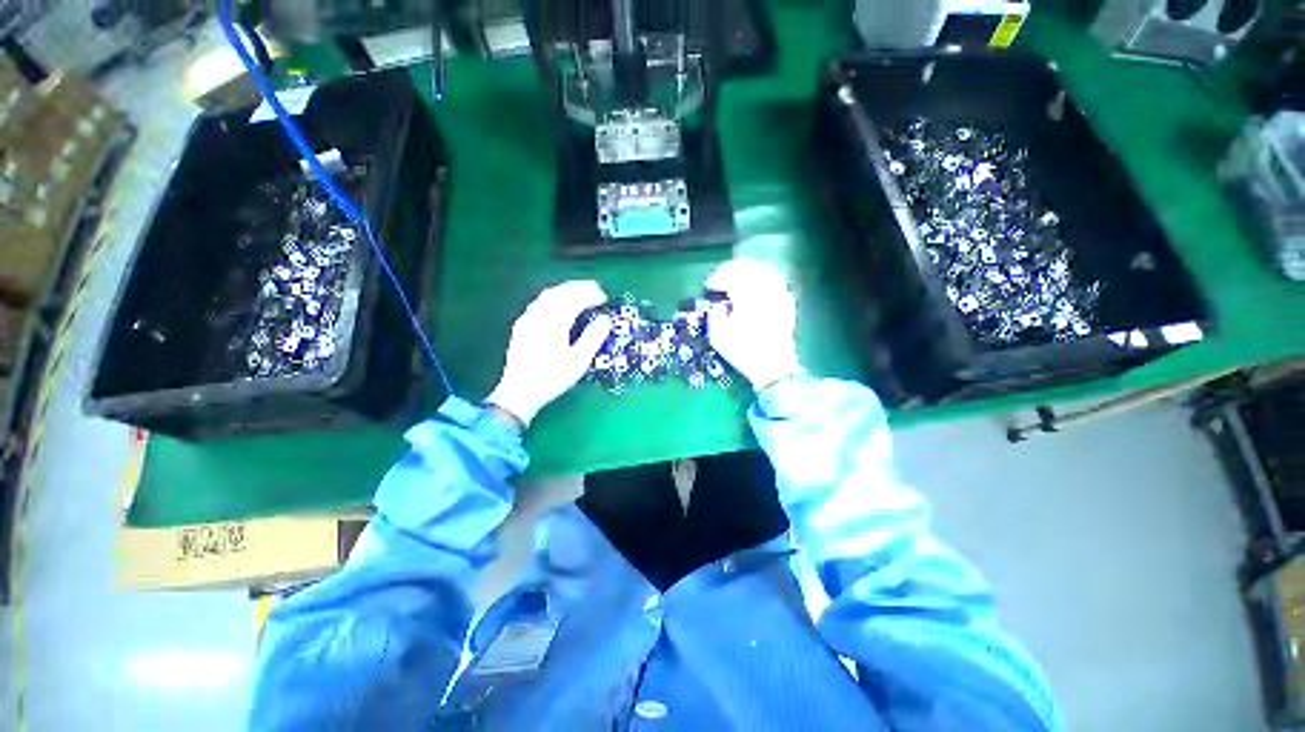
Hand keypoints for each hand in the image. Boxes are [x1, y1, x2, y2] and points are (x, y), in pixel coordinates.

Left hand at [486, 281, 612, 426]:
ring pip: (547, 296)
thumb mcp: (579, 361)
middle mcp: (539, 315)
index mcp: (554, 322)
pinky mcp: (521, 326)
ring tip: (580, 293)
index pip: (574, 299)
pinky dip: (553, 298)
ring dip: (565, 290)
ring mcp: (527, 319)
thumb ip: (593, 337)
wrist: (519, 392)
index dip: (590, 294)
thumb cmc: (552, 378)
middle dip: (579, 287)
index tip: (604, 296)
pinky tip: (558, 305)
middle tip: (595, 288)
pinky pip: (538, 303)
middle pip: (559, 292)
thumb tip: (605, 319)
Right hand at [705, 258, 804, 390]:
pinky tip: (755, 285)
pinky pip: (775, 279)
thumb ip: (715, 314)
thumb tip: (717, 303)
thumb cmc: (744, 352)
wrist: (773, 367)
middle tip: (720, 277)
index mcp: (746, 297)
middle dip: (731, 269)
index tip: (709, 286)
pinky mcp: (787, 301)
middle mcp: (765, 290)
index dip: (717, 277)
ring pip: (763, 270)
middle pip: (748, 267)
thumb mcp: (719, 337)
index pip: (730, 275)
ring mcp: (779, 294)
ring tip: (736, 277)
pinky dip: (762, 277)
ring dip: (747, 270)